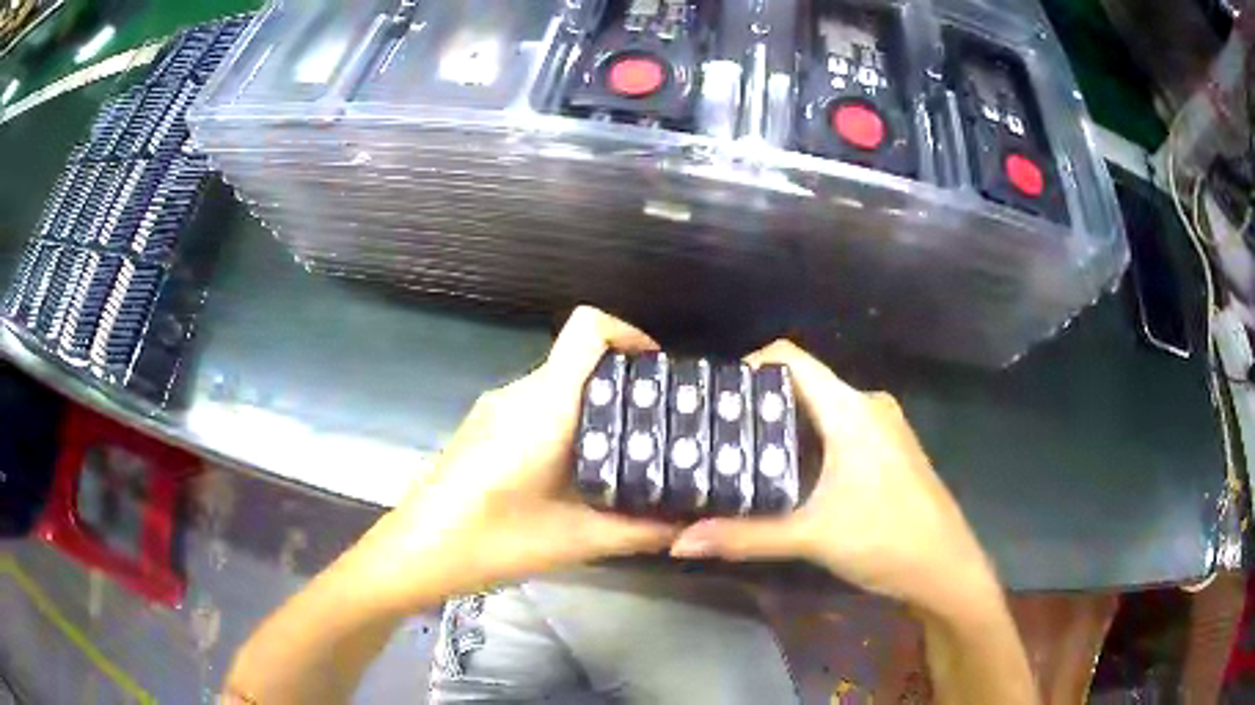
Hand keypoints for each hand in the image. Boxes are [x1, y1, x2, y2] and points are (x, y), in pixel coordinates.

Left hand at [349, 307, 679, 613]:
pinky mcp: (481, 426)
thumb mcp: (576, 541)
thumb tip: (691, 526)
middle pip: (578, 359)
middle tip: (658, 426)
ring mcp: (494, 408)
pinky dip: (565, 423)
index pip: (587, 328)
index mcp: (542, 405)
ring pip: (557, 385)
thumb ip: (640, 531)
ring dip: (593, 408)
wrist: (417, 552)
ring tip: (624, 453)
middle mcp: (517, 393)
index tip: (657, 372)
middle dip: (622, 384)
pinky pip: (534, 406)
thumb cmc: (492, 541)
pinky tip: (574, 472)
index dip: (628, 334)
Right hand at [670, 341, 1000, 616]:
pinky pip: (839, 428)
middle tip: (715, 433)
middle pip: (804, 384)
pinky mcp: (888, 451)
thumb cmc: (886, 540)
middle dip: (759, 404)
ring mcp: (883, 428)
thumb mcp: (812, 537)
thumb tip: (680, 540)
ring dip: (783, 426)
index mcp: (852, 409)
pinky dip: (808, 441)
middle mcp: (868, 406)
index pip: (792, 360)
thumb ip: (745, 536)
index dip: (749, 368)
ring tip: (739, 453)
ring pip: (822, 409)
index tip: (713, 398)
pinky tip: (786, 474)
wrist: (946, 568)